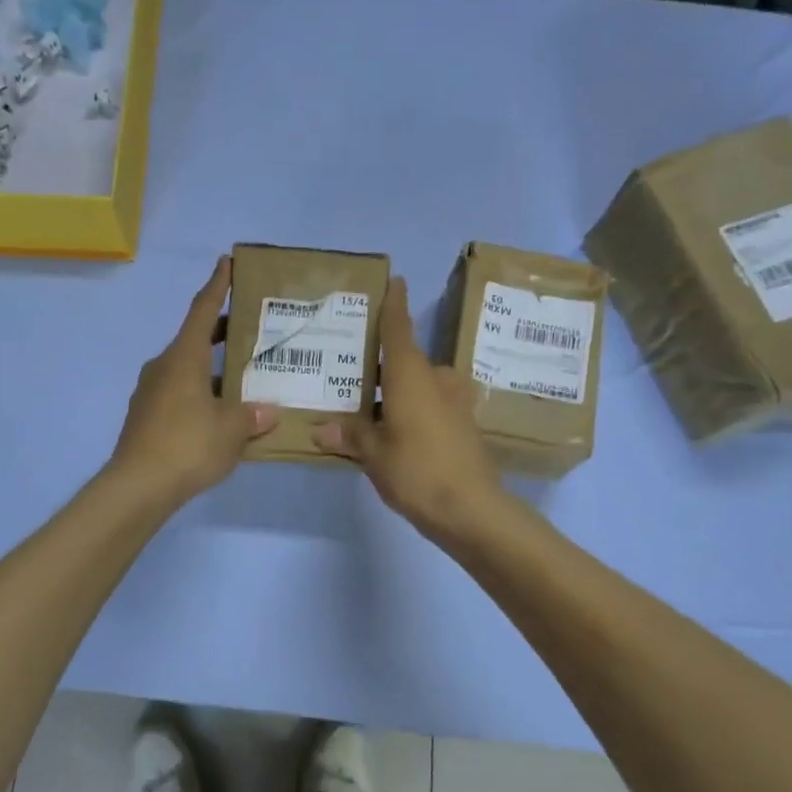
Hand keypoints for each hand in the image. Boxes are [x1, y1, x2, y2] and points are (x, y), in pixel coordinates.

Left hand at [109, 256, 277, 507]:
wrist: (138, 487)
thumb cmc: (188, 445)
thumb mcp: (231, 430)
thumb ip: (252, 416)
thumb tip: (267, 411)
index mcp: (183, 357)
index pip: (202, 310)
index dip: (217, 285)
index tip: (226, 262)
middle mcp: (163, 367)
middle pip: (195, 339)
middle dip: (221, 331)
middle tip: (250, 327)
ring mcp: (150, 393)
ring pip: (187, 370)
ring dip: (213, 369)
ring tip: (244, 378)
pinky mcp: (146, 418)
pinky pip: (179, 395)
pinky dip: (201, 394)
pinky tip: (221, 415)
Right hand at [313, 276, 505, 541]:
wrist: (472, 510)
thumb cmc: (417, 470)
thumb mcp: (373, 454)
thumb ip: (349, 435)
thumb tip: (319, 429)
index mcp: (412, 374)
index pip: (399, 328)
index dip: (395, 304)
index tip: (395, 281)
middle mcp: (436, 379)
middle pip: (406, 361)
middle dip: (383, 365)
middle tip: (352, 370)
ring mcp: (455, 402)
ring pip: (419, 385)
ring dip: (397, 392)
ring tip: (367, 406)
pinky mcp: (464, 424)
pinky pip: (431, 405)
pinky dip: (412, 410)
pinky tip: (395, 430)